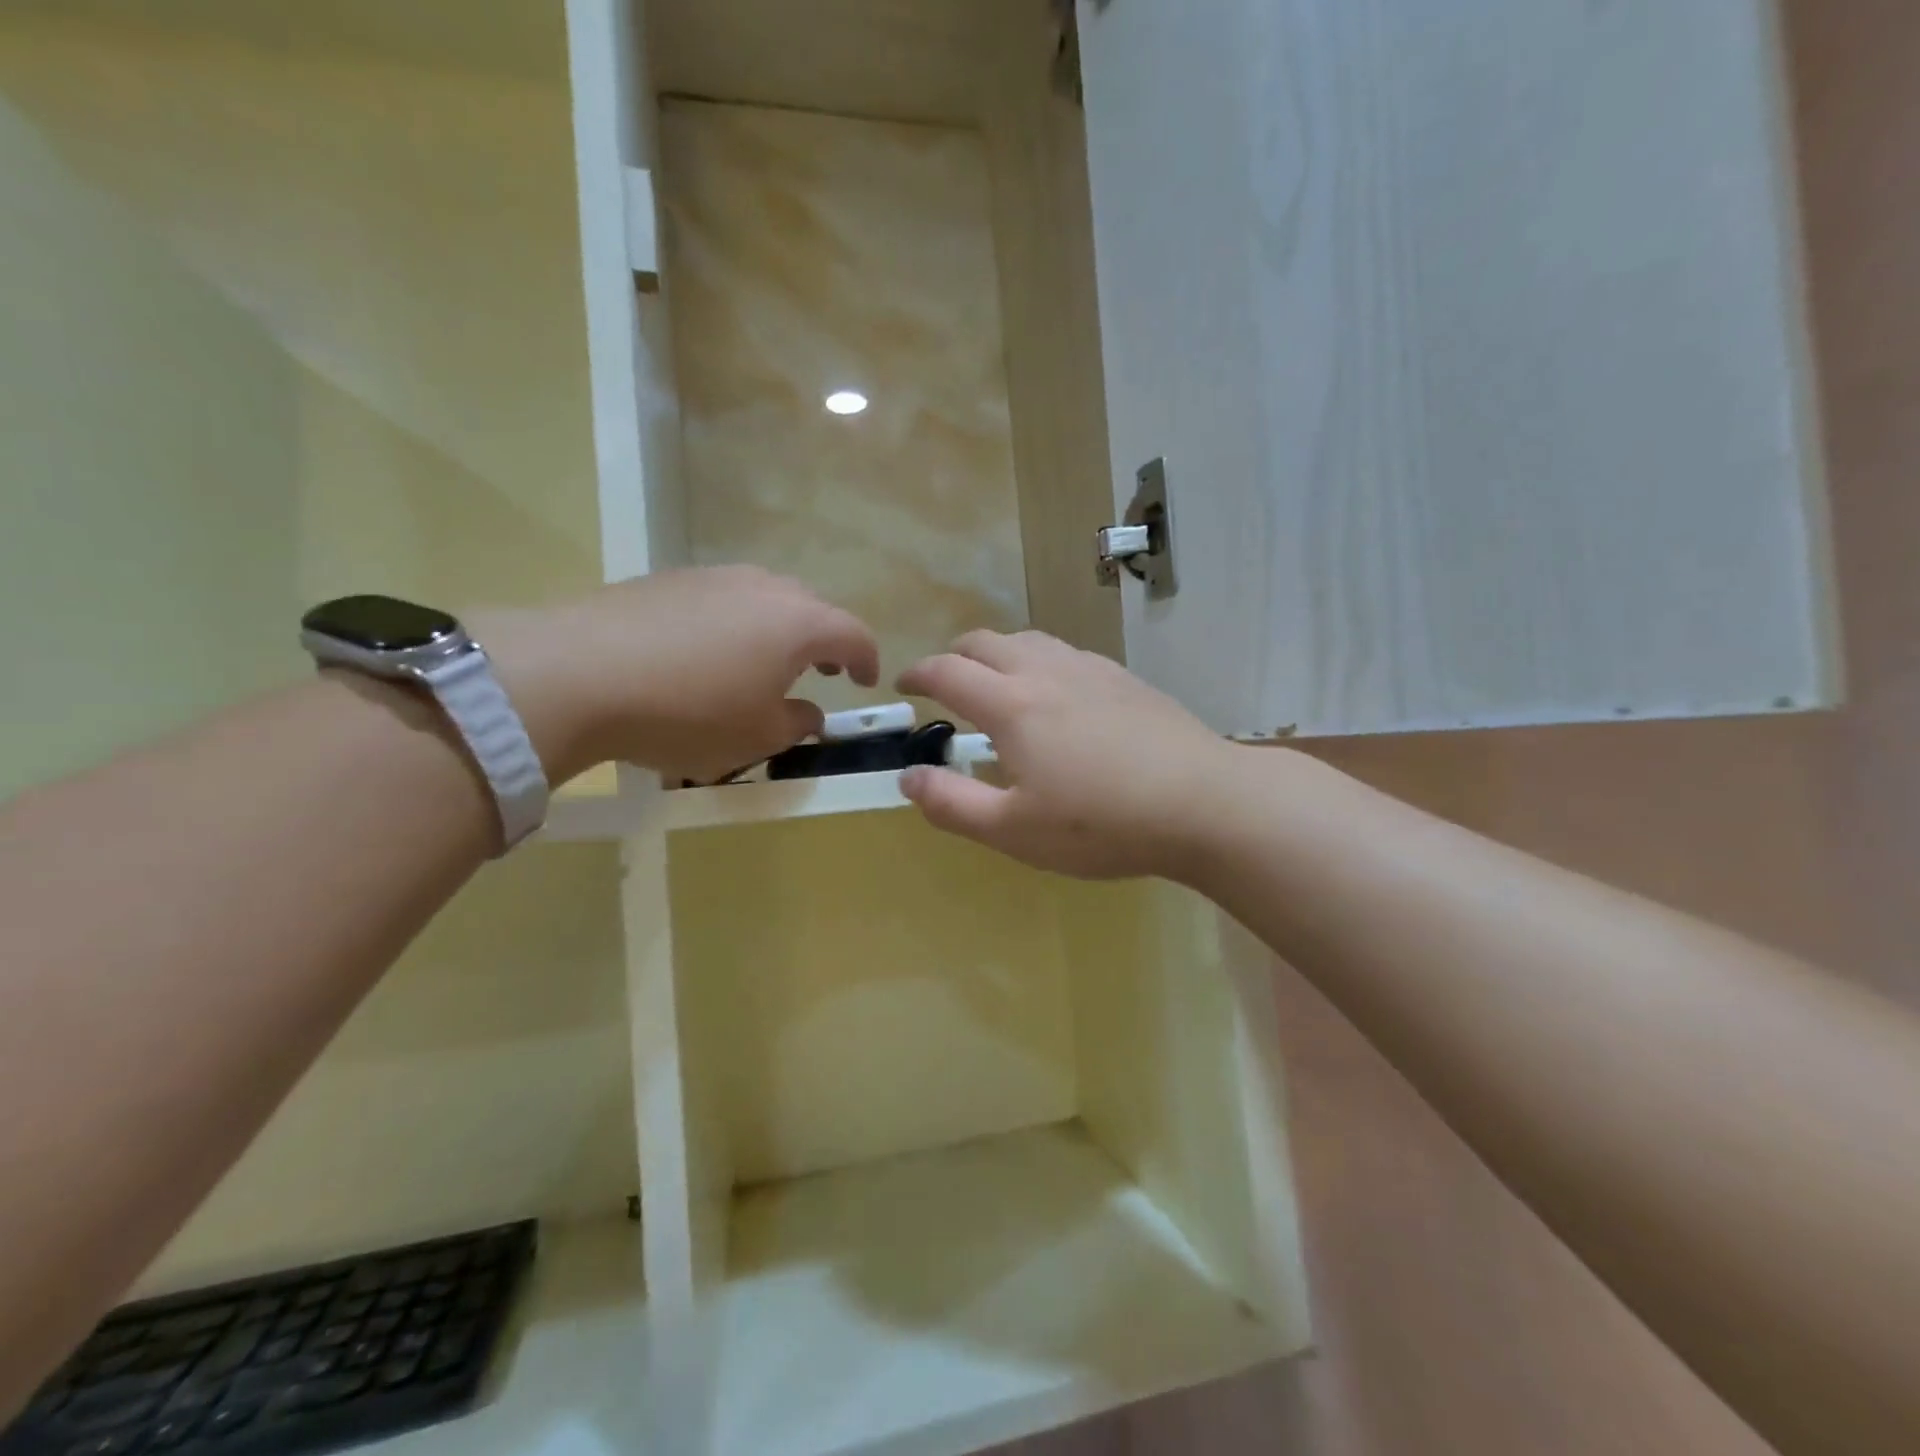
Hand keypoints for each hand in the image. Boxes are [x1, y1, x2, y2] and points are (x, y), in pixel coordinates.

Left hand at [478, 567, 879, 783]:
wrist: (578, 673)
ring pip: (764, 599)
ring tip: (763, 663)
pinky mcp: (669, 579)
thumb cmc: (688, 712)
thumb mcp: (756, 737)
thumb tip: (808, 712)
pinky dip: (734, 624)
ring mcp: (714, 576)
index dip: (866, 659)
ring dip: (777, 629)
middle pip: (812, 608)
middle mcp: (763, 588)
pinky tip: (706, 655)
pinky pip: (722, 599)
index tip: (864, 682)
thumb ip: (797, 724)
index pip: (853, 634)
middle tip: (819, 672)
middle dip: (823, 640)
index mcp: (798, 623)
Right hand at [896, 630, 1235, 879]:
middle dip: (954, 656)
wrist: (1204, 803)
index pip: (948, 672)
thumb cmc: (1101, 824)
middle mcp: (1046, 672)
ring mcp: (1090, 669)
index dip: (918, 674)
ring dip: (998, 653)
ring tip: (997, 684)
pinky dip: (1039, 661)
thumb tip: (908, 777)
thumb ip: (953, 803)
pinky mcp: (1124, 679)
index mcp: (1012, 706)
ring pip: (1029, 640)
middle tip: (945, 684)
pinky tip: (1057, 695)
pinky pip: (1066, 653)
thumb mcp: (1014, 830)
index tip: (903, 685)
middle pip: (986, 641)